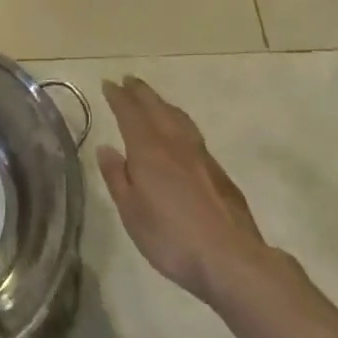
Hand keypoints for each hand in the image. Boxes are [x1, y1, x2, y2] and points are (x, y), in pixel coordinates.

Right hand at [96, 77, 271, 304]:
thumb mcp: (132, 213)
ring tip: (152, 98)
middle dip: (140, 92)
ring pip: (178, 117)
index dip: (118, 97)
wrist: (231, 257)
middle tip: (128, 79)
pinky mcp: (218, 171)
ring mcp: (201, 155)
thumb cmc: (172, 238)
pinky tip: (179, 131)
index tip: (108, 83)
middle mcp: (175, 144)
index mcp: (149, 151)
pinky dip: (178, 120)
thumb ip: (117, 177)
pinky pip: (192, 132)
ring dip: (162, 103)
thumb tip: (106, 148)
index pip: (130, 113)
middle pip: (156, 108)